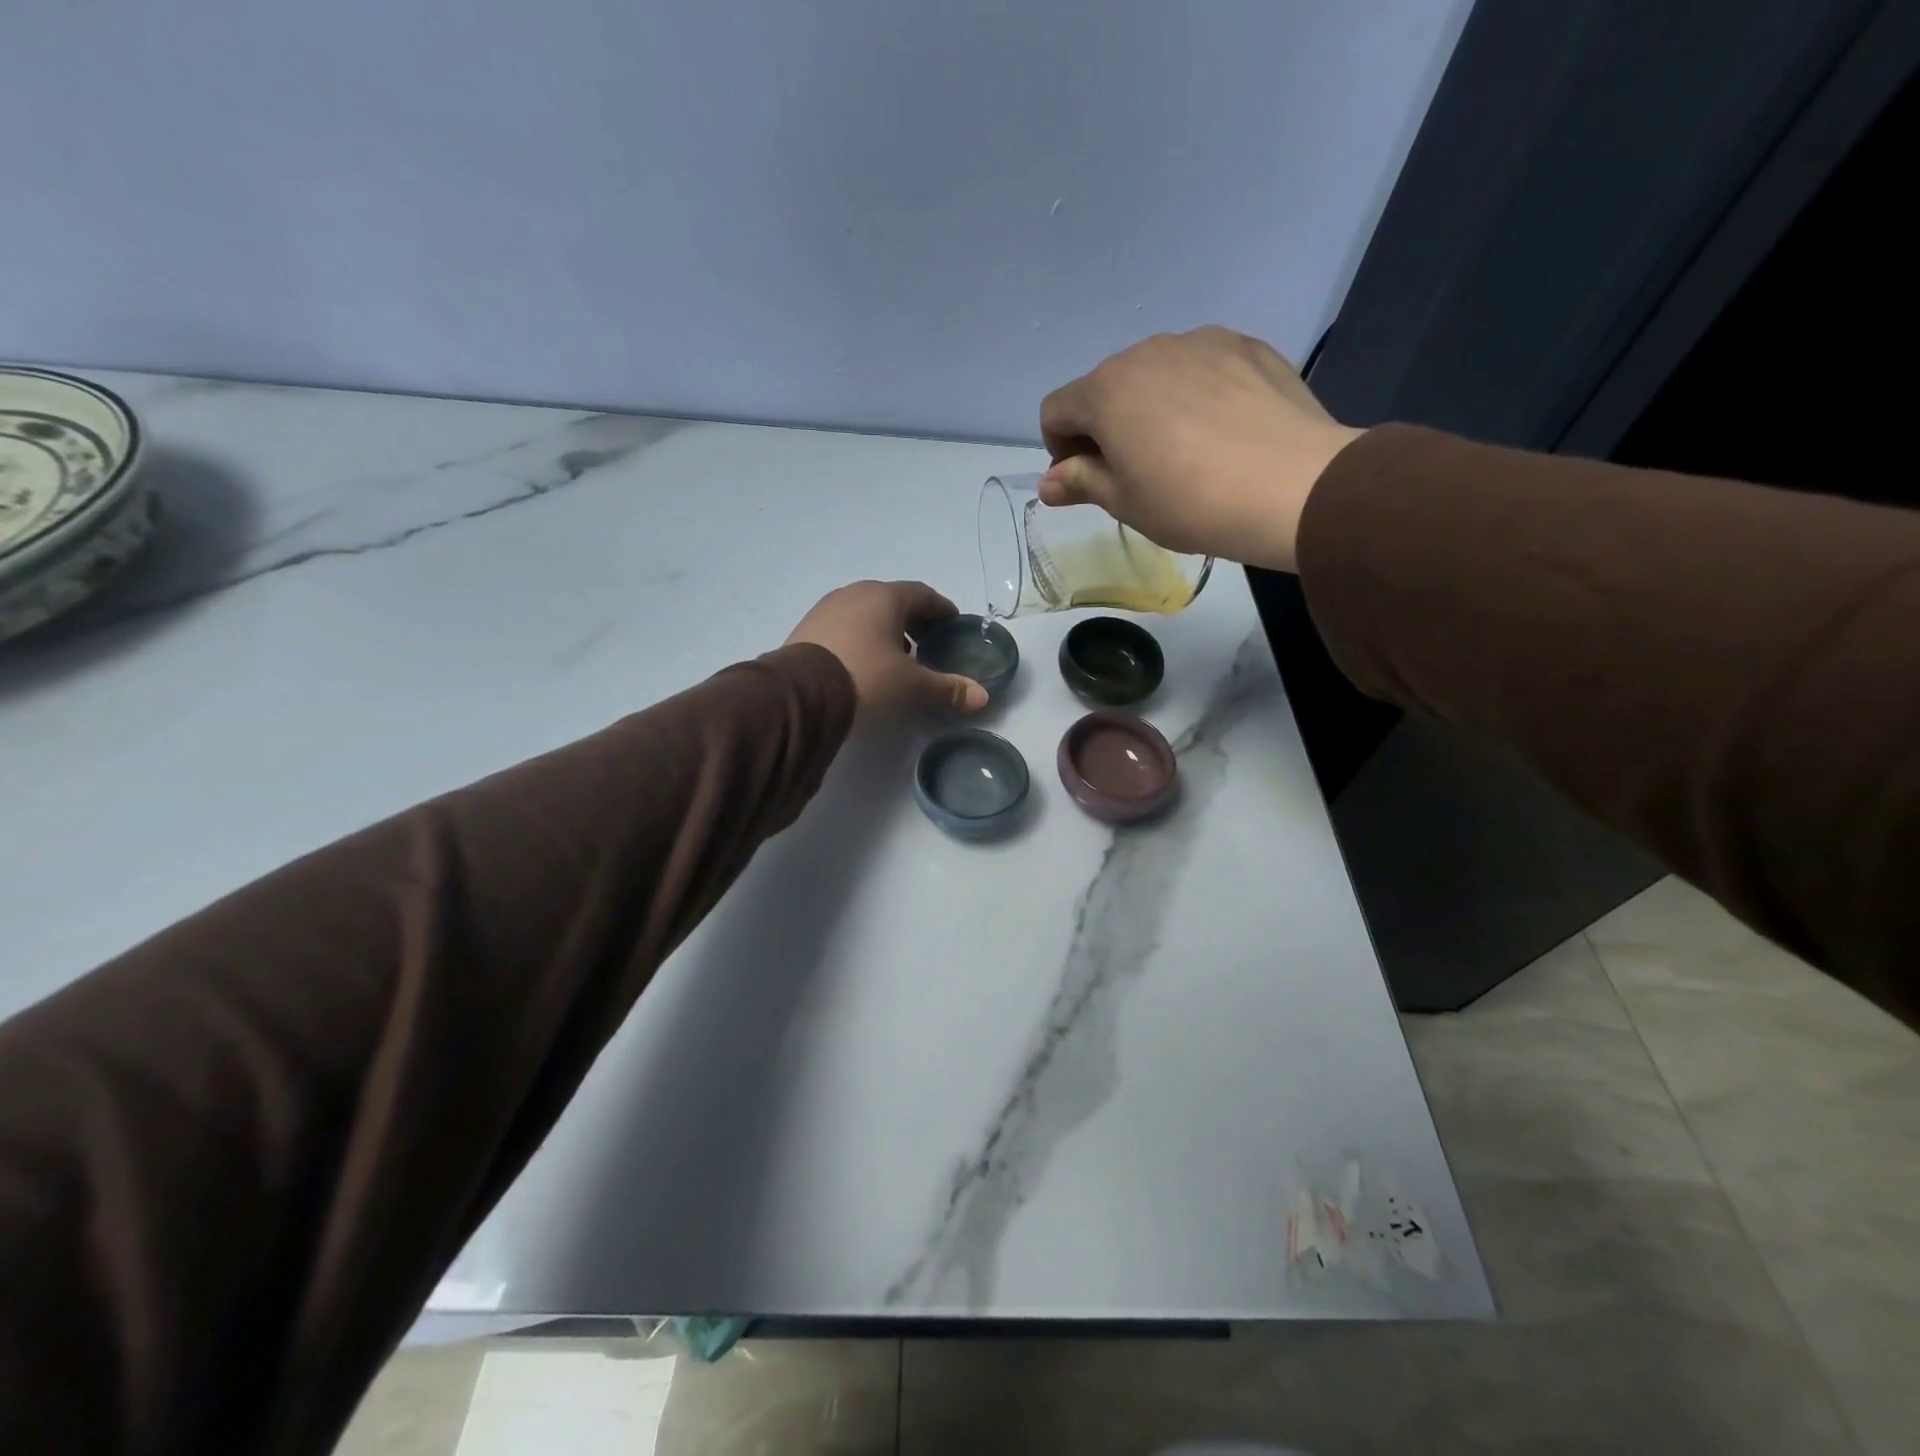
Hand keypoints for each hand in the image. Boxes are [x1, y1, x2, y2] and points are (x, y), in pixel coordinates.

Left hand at [786, 581, 988, 715]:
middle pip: (893, 601)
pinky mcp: (807, 628)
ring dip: (885, 629)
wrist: (801, 694)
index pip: (923, 594)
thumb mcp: (912, 686)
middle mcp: (856, 593)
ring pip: (866, 612)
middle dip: (913, 620)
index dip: (941, 610)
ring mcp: (827, 608)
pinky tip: (863, 663)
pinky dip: (860, 638)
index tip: (952, 625)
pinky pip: (844, 626)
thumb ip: (948, 689)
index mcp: (886, 597)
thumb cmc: (867, 678)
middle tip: (927, 644)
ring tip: (896, 657)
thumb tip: (982, 696)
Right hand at [1038, 326, 1364, 571]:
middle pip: (1105, 388)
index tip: (1086, 481)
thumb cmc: (1190, 502)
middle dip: (1106, 427)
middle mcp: (1147, 352)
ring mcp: (1201, 341)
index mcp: (1106, 390)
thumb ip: (1079, 483)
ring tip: (1185, 452)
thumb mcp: (1124, 503)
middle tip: (1136, 473)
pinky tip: (1222, 431)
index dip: (1060, 450)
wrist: (1292, 487)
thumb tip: (1049, 482)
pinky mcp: (1247, 345)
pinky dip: (1197, 394)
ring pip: (1155, 374)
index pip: (1056, 411)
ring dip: (1151, 408)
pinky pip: (1202, 367)